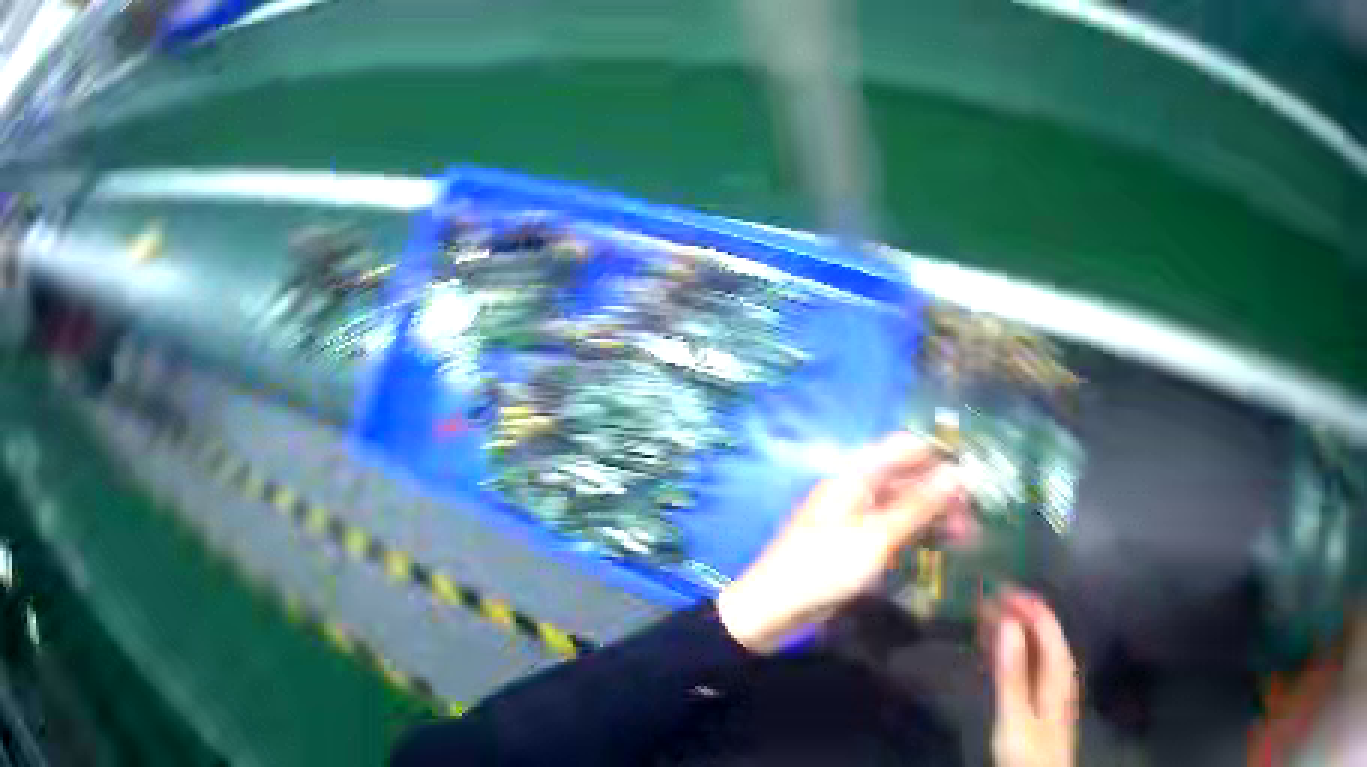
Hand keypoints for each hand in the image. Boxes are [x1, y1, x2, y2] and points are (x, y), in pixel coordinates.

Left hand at [717, 433, 967, 652]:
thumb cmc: (824, 568)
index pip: (904, 448)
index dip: (939, 454)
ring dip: (933, 516)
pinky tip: (939, 548)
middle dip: (941, 491)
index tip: (975, 471)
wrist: (773, 610)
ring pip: (903, 507)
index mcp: (856, 477)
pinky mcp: (854, 546)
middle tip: (975, 515)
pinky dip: (916, 535)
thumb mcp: (877, 537)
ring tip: (967, 536)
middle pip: (906, 478)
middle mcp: (856, 491)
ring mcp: (855, 519)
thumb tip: (959, 473)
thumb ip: (919, 506)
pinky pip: (892, 530)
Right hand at [984, 591, 1079, 766]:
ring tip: (986, 620)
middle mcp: (1059, 670)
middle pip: (1042, 631)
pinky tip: (998, 652)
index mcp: (1058, 669)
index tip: (995, 590)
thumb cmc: (1028, 752)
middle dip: (1016, 613)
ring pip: (1035, 646)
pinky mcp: (1043, 698)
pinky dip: (1014, 651)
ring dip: (1013, 630)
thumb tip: (1009, 624)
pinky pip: (1030, 662)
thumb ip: (1013, 673)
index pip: (1045, 623)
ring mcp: (1052, 684)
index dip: (1023, 603)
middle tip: (984, 603)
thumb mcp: (1016, 717)